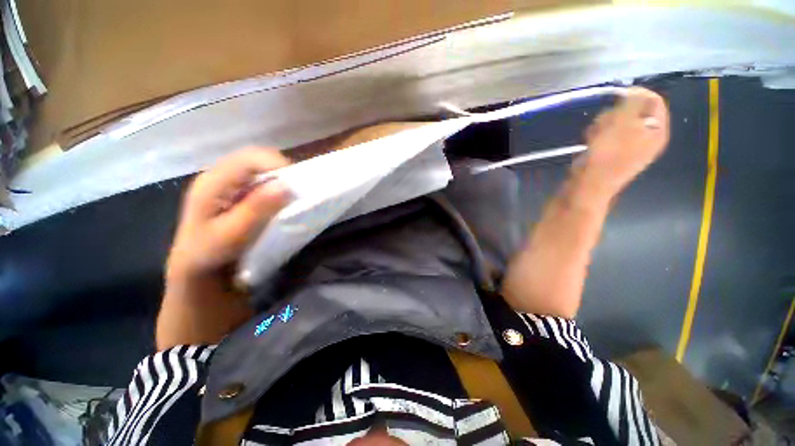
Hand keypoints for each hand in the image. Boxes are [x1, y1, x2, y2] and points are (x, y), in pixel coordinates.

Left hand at [157, 148, 290, 348]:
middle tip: (297, 192)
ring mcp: (229, 184)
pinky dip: (277, 189)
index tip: (298, 186)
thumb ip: (256, 209)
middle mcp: (220, 176)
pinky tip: (281, 203)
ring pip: (262, 170)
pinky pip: (262, 183)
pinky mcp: (238, 194)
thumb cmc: (209, 254)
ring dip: (280, 181)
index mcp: (213, 182)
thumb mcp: (232, 235)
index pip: (251, 158)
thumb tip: (286, 185)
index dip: (278, 166)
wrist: (198, 270)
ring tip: (292, 198)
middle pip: (258, 160)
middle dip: (282, 173)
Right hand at [581, 87, 669, 196]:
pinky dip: (598, 135)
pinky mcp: (612, 152)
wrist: (588, 184)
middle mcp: (647, 137)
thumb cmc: (606, 155)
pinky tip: (590, 141)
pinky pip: (607, 134)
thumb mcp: (623, 123)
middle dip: (615, 113)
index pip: (654, 101)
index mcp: (657, 131)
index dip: (636, 94)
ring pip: (617, 122)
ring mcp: (629, 146)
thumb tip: (636, 91)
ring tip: (594, 135)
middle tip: (604, 123)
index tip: (616, 96)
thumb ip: (633, 102)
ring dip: (603, 124)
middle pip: (634, 111)